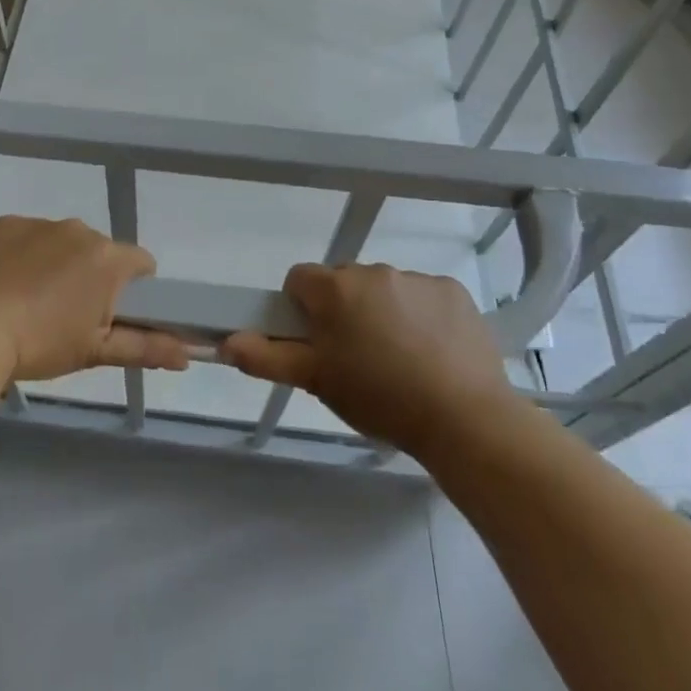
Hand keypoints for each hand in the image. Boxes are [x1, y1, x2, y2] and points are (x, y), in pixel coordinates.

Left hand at [0, 216, 188, 381]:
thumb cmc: (40, 344)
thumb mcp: (95, 351)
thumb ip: (145, 347)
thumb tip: (188, 354)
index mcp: (108, 259)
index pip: (141, 263)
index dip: (134, 288)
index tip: (112, 313)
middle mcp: (79, 230)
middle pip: (99, 251)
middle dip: (91, 276)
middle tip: (66, 314)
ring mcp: (38, 223)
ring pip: (61, 242)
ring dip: (56, 263)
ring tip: (28, 301)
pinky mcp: (3, 223)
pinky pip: (25, 236)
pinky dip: (21, 254)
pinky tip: (2, 284)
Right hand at [222, 263, 518, 456]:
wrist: (464, 419)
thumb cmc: (378, 399)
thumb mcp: (317, 382)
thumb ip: (267, 358)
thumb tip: (226, 342)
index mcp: (335, 289)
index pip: (300, 280)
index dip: (302, 310)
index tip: (317, 342)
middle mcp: (373, 271)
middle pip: (343, 283)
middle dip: (344, 311)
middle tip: (357, 357)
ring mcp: (416, 278)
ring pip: (384, 289)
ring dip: (382, 313)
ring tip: (400, 361)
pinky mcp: (452, 290)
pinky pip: (423, 296)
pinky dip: (421, 316)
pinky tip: (432, 353)